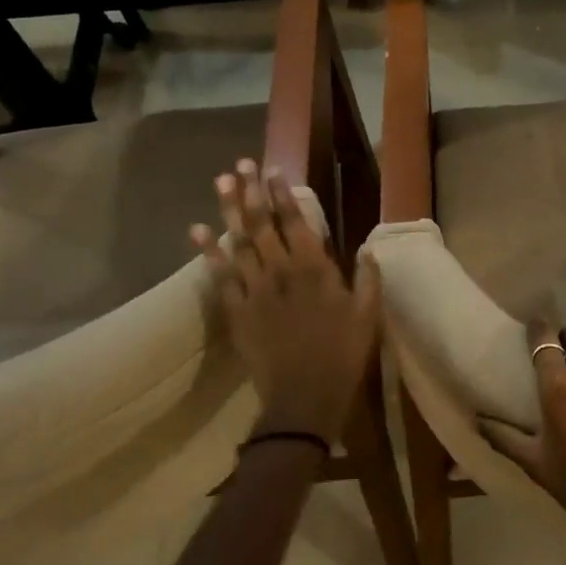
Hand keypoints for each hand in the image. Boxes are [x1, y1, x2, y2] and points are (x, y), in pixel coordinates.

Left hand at [192, 160, 381, 445]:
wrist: (303, 399)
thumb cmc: (342, 356)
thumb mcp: (368, 317)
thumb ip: (368, 279)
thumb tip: (368, 249)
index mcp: (314, 270)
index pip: (295, 222)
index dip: (283, 194)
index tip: (273, 171)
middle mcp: (281, 272)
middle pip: (261, 225)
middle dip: (251, 193)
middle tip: (240, 166)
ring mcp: (255, 290)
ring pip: (238, 243)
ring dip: (228, 211)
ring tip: (221, 182)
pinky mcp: (237, 311)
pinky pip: (220, 276)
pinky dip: (208, 253)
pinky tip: (197, 231)